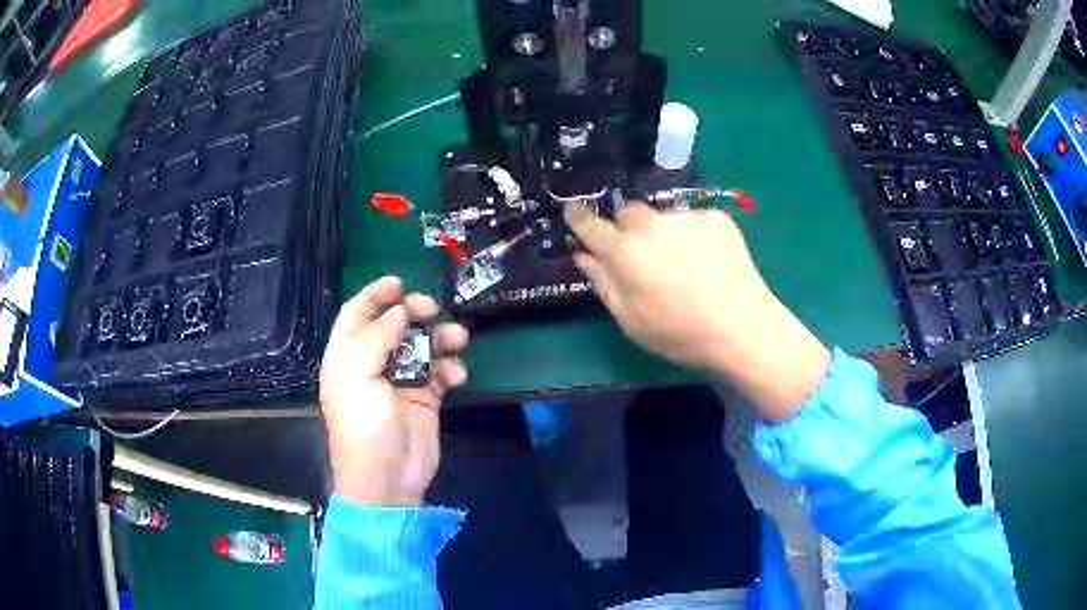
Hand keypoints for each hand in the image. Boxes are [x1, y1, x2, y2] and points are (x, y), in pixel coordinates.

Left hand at [319, 276, 468, 504]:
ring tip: (458, 338)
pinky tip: (457, 375)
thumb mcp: (358, 378)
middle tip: (431, 308)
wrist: (388, 479)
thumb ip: (376, 338)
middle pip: (393, 326)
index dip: (374, 296)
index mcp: (347, 358)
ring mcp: (399, 382)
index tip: (399, 282)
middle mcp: (372, 365)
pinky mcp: (424, 399)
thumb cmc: (364, 427)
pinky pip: (440, 373)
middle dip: (413, 313)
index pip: (356, 315)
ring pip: (421, 347)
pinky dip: (451, 369)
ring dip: (440, 339)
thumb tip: (398, 312)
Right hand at [564, 202, 829, 420]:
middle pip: (627, 213)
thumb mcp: (630, 320)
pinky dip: (692, 236)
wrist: (743, 328)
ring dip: (663, 234)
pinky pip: (692, 221)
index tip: (574, 213)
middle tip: (643, 257)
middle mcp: (651, 224)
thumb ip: (603, 282)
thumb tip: (583, 255)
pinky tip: (707, 261)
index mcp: (625, 251)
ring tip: (684, 266)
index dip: (578, 217)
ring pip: (662, 218)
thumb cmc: (680, 333)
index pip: (590, 223)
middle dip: (627, 229)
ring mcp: (686, 216)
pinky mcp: (715, 217)